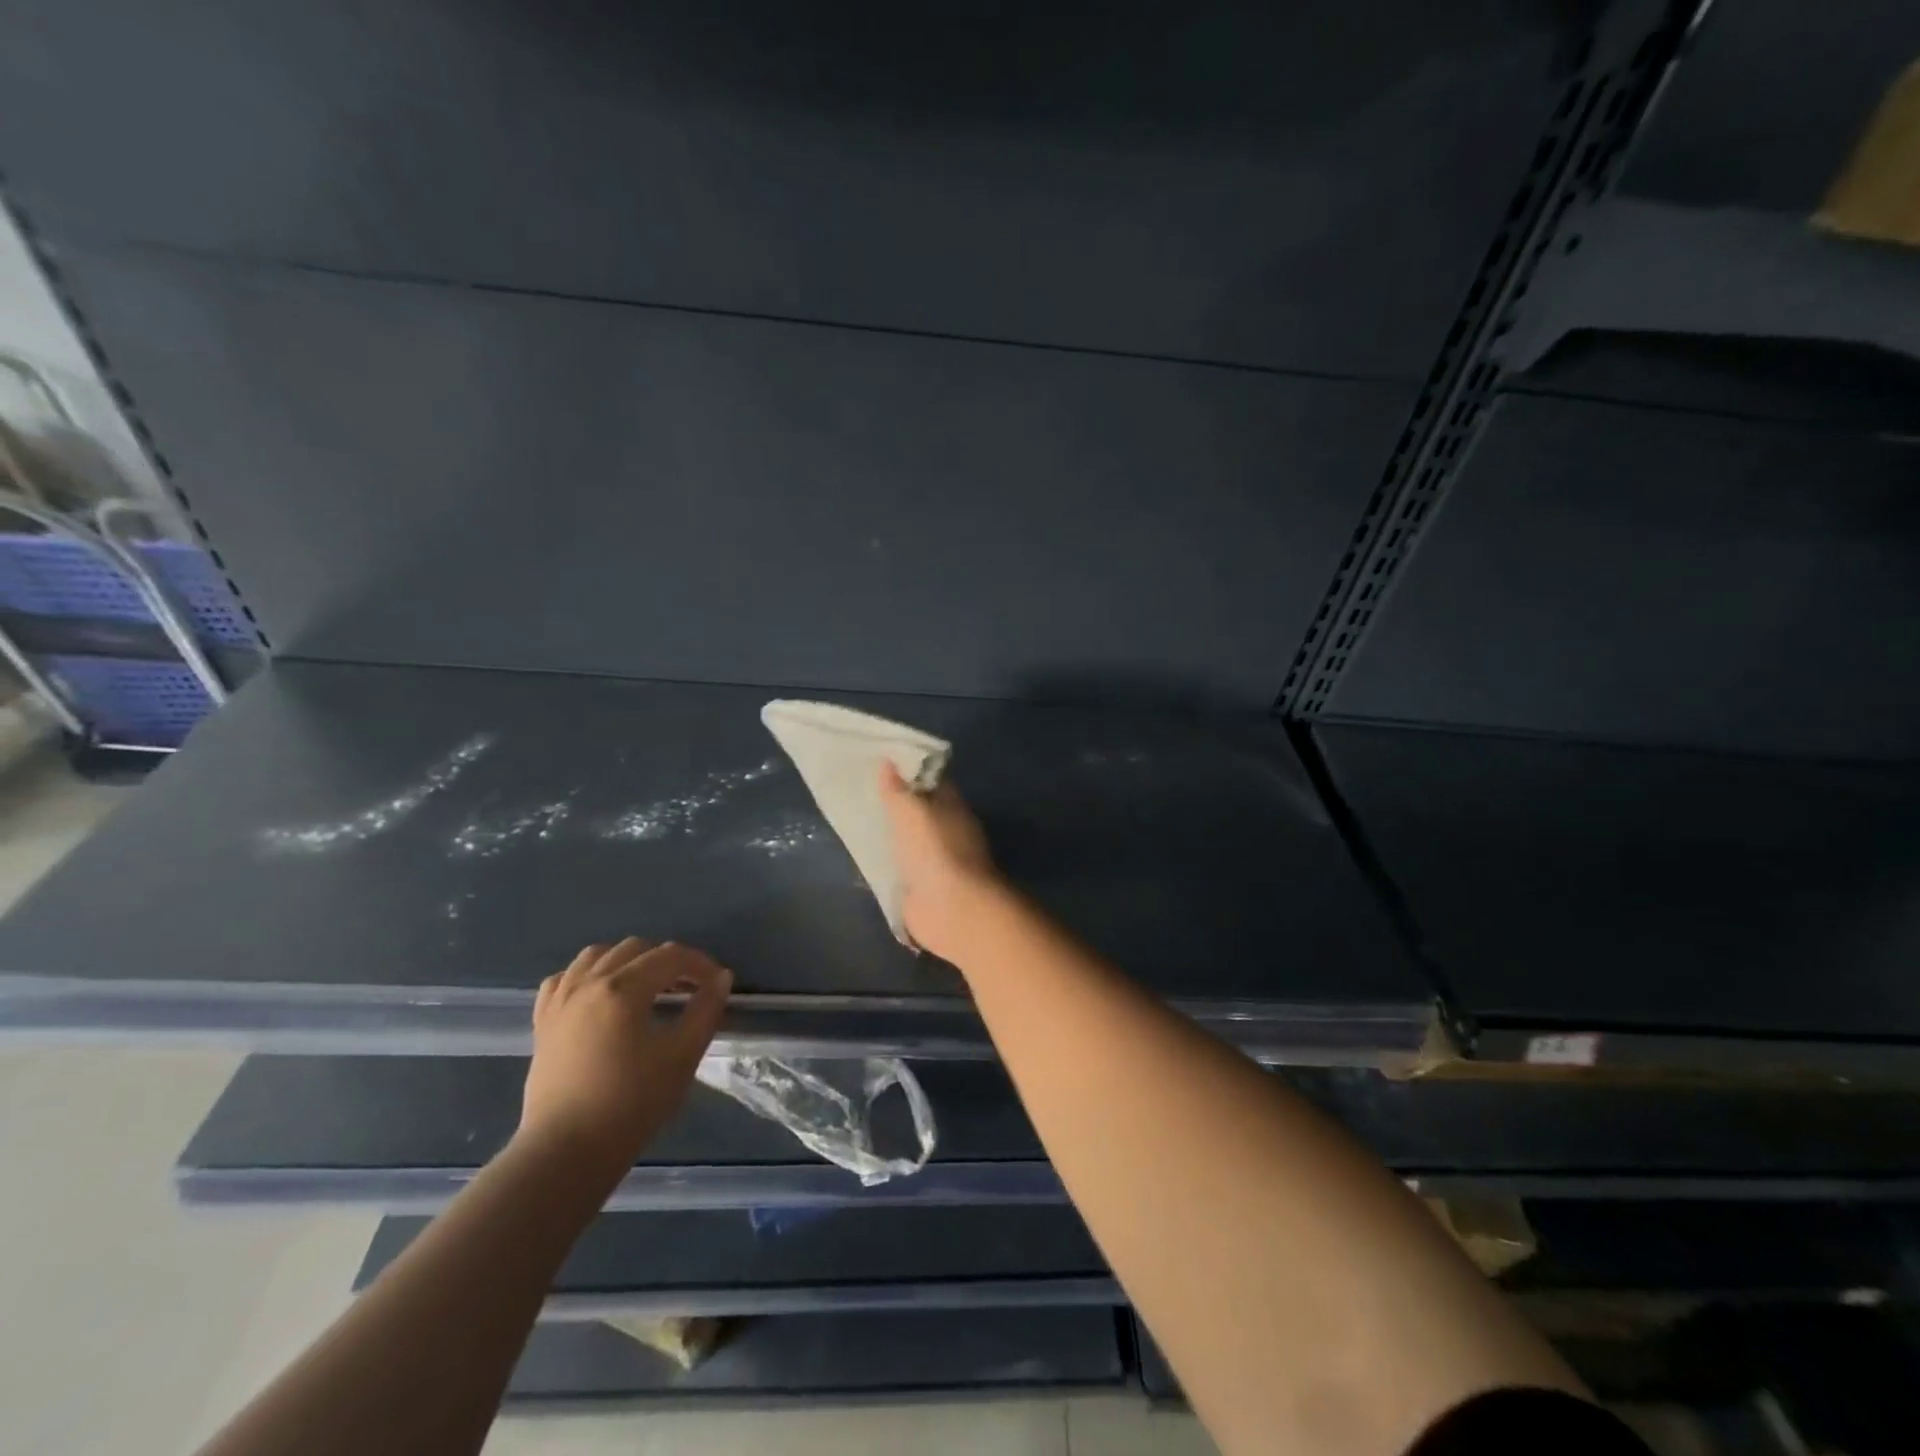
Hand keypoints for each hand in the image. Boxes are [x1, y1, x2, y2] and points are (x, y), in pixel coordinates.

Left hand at [519, 938, 731, 1170]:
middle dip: (667, 961)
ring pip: (597, 955)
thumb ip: (706, 1010)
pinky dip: (588, 975)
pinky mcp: (543, 1022)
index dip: (699, 964)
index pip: (670, 956)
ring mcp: (560, 1000)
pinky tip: (600, 995)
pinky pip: (565, 978)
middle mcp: (589, 983)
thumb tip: (720, 978)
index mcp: (623, 988)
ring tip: (646, 986)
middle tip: (687, 988)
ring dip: (628, 961)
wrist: (567, 1152)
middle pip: (636, 949)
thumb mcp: (682, 1056)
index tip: (716, 983)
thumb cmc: (632, 1103)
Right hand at [877, 762, 1005, 964]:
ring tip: (857, 821)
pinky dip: (886, 864)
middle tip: (860, 791)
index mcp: (952, 806)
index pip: (931, 780)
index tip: (879, 762)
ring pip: (908, 840)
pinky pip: (900, 869)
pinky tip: (864, 858)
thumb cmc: (935, 850)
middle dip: (895, 804)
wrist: (951, 910)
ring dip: (890, 835)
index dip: (908, 770)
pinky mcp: (922, 888)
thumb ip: (896, 789)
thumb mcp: (911, 811)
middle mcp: (948, 831)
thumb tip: (887, 761)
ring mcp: (936, 861)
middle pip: (919, 811)